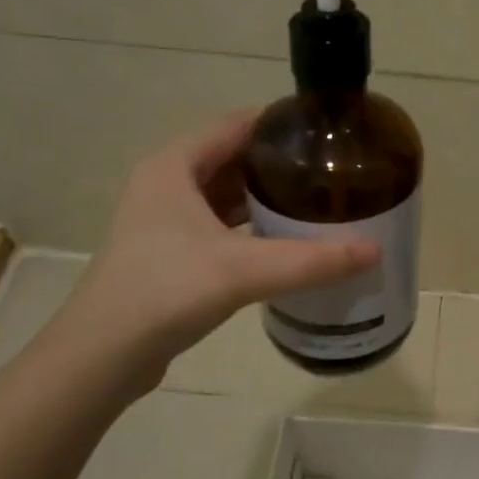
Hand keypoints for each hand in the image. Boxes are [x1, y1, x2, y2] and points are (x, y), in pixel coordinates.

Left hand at [45, 111, 378, 394]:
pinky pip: (216, 224)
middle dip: (277, 162)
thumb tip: (375, 251)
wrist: (103, 355)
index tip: (324, 130)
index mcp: (174, 166)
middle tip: (328, 169)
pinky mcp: (167, 252)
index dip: (278, 123)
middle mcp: (165, 184)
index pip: (235, 125)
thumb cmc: (166, 290)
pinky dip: (247, 226)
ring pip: (223, 194)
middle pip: (231, 157)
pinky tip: (280, 240)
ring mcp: (162, 220)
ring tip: (312, 200)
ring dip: (262, 196)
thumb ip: (311, 260)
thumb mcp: (244, 270)